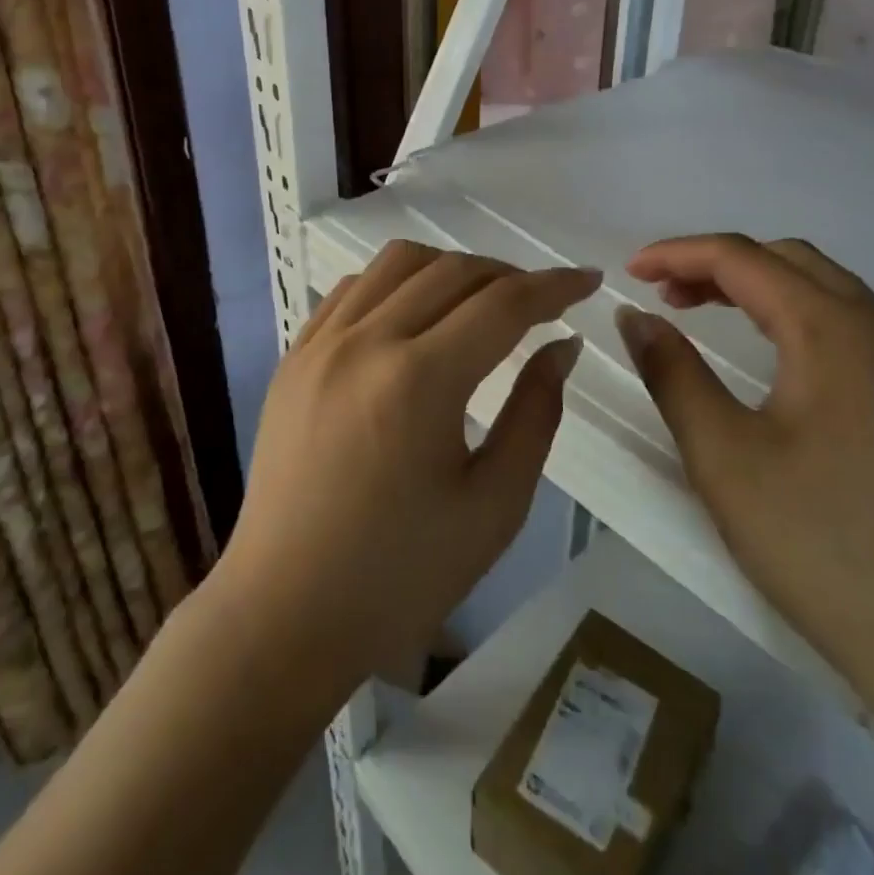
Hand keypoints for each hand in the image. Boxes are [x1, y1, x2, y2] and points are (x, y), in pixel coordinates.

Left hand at [213, 240, 599, 696]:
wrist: (286, 612)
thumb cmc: (401, 576)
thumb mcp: (494, 505)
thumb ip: (536, 413)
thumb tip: (562, 346)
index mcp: (419, 381)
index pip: (502, 304)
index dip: (554, 286)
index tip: (588, 281)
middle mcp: (365, 342)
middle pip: (452, 271)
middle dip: (509, 275)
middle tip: (542, 303)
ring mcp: (320, 343)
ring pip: (397, 262)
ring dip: (450, 268)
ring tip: (480, 301)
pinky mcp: (294, 355)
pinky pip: (352, 288)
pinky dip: (395, 283)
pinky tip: (414, 315)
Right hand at [614, 234, 873, 753]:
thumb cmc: (820, 544)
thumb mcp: (723, 455)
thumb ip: (673, 373)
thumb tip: (636, 316)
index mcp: (835, 331)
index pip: (744, 259)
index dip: (679, 254)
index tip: (629, 273)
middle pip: (790, 261)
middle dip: (718, 264)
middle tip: (663, 293)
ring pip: (824, 291)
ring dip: (758, 286)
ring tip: (701, 312)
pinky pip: (848, 328)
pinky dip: (792, 316)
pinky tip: (769, 355)